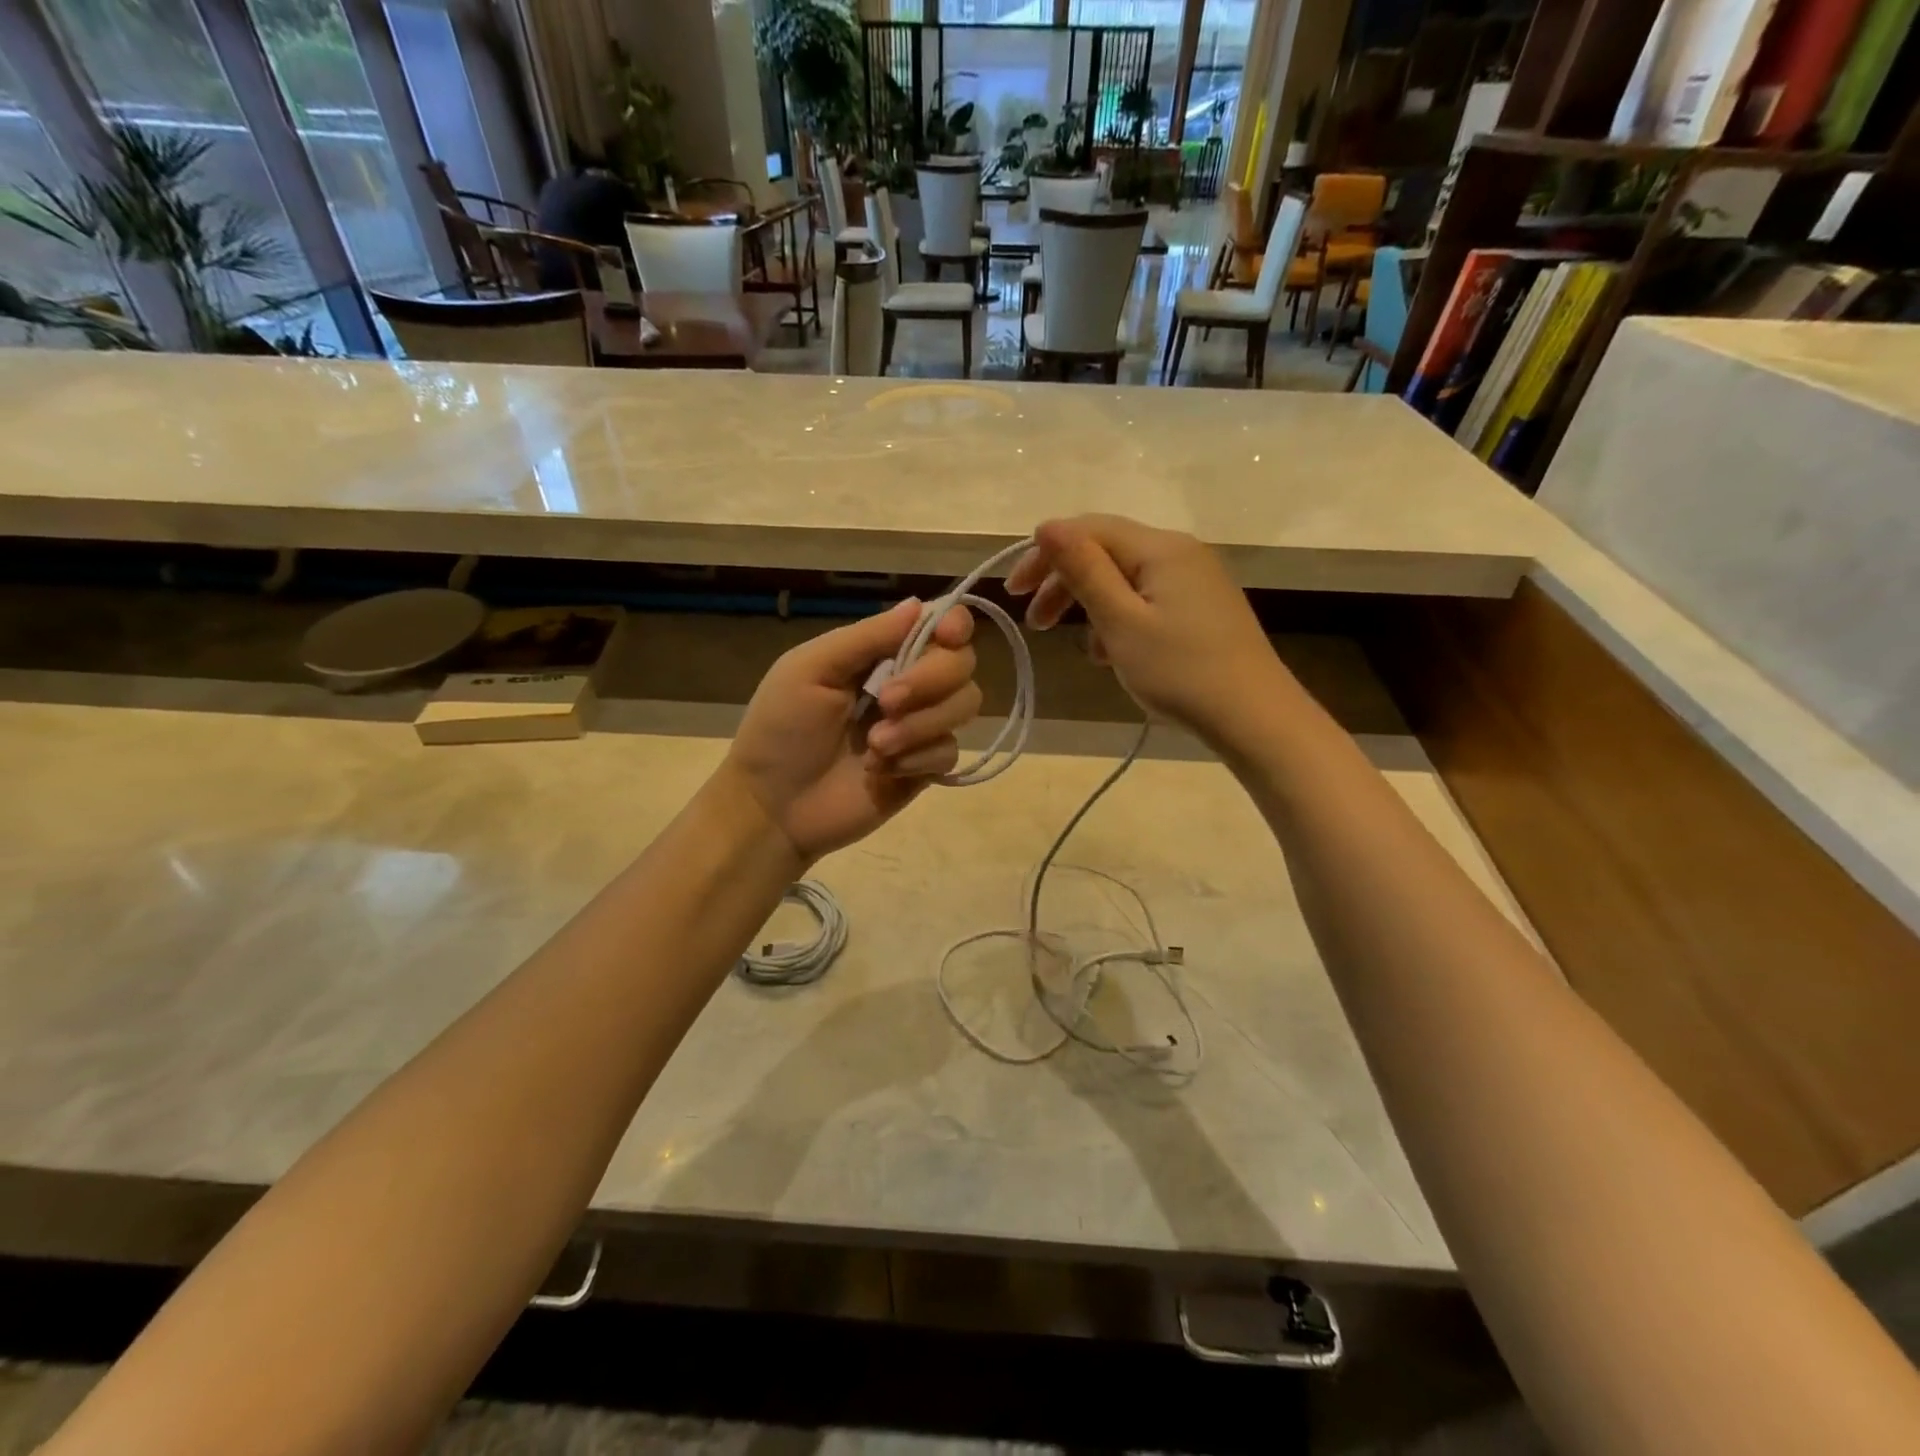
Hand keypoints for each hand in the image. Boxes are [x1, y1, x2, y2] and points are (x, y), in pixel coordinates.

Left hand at [723, 599, 980, 863]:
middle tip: (885, 703)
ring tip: (876, 745)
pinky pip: (949, 751)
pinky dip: (918, 757)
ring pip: (964, 705)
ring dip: (921, 723)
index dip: (954, 625)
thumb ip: (867, 637)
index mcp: (880, 654)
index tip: (947, 635)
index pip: (939, 626)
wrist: (774, 806)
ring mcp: (920, 728)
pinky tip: (882, 770)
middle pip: (961, 663)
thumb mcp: (810, 669)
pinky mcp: (924, 769)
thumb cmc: (781, 730)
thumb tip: (921, 602)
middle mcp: (910, 684)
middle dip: (929, 680)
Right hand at [1006, 514, 1286, 740]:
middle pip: (1107, 552)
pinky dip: (1121, 621)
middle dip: (1065, 583)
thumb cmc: (1180, 671)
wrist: (1254, 717)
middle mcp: (1180, 552)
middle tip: (1035, 624)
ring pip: (1126, 580)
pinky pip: (1147, 601)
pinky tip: (1113, 655)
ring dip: (1092, 607)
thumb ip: (1084, 570)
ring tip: (1082, 649)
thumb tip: (1047, 525)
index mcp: (1160, 548)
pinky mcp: (1202, 608)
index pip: (1088, 530)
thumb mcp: (1120, 622)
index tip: (1013, 593)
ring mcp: (1195, 581)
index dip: (1045, 554)